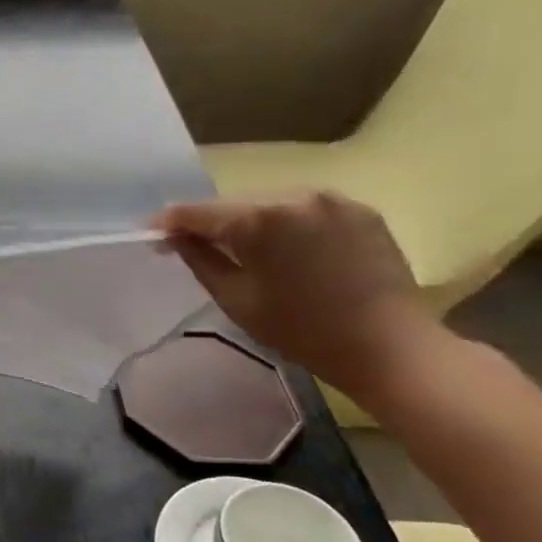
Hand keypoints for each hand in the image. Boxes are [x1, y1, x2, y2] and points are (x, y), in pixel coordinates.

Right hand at [152, 190, 444, 400]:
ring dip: (251, 221)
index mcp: (258, 219)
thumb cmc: (301, 330)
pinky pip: (305, 208)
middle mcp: (293, 195)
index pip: (196, 211)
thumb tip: (174, 236)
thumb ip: (199, 258)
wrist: (390, 346)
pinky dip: (288, 224)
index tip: (151, 235)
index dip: (168, 222)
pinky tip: (289, 250)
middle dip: (212, 222)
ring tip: (247, 250)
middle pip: (234, 203)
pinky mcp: (359, 209)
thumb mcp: (235, 299)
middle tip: (195, 245)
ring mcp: (331, 198)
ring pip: (270, 202)